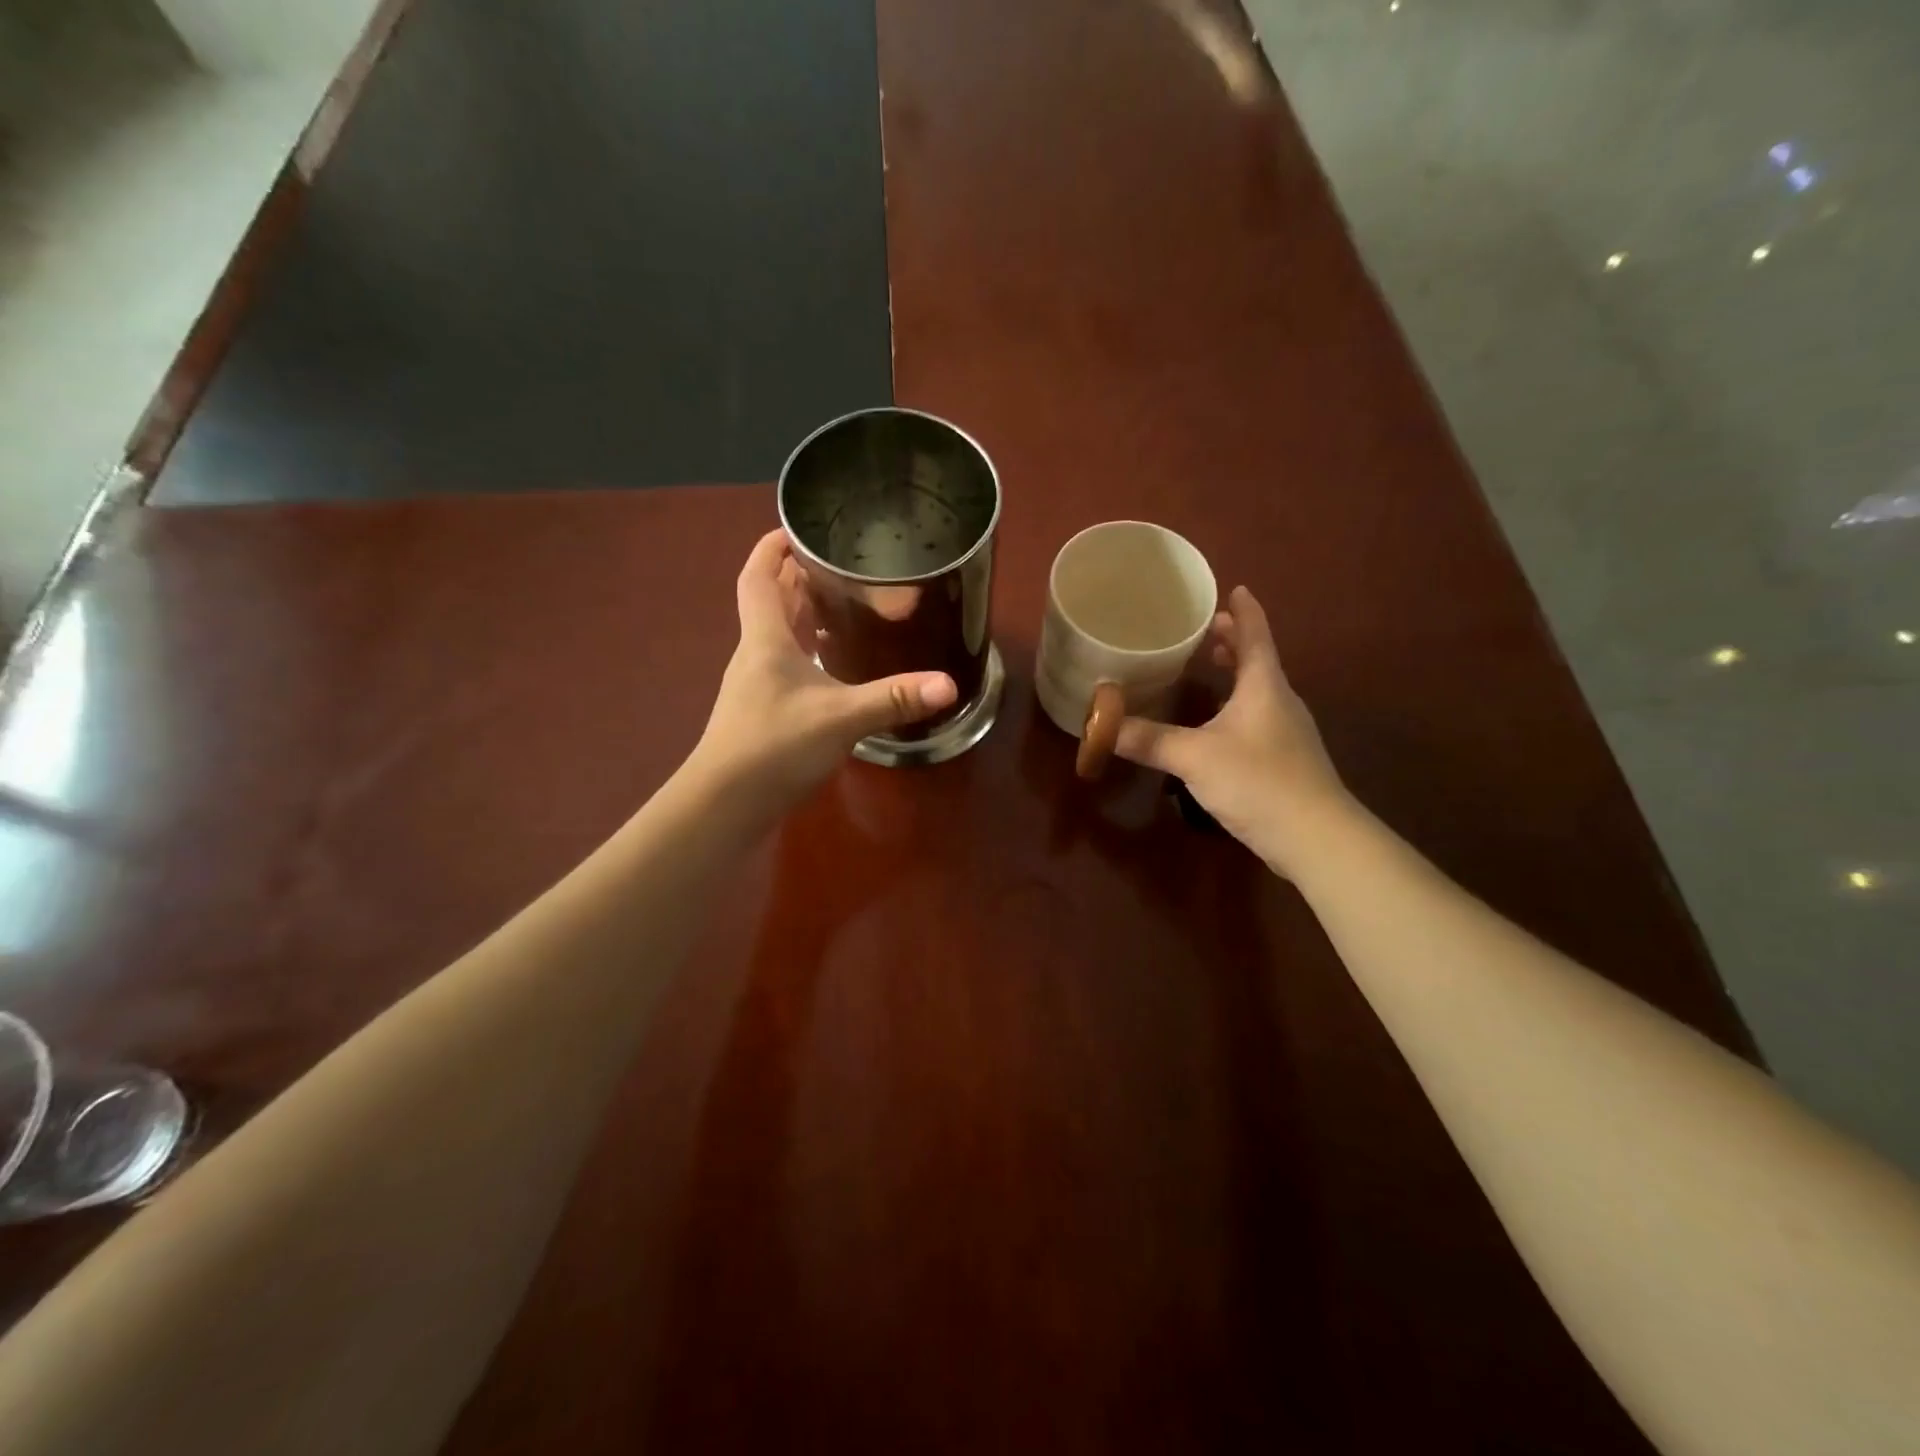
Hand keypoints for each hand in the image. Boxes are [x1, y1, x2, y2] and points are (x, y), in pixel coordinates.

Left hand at [693, 530, 958, 807]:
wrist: (726, 803)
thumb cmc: (774, 745)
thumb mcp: (841, 717)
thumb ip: (893, 698)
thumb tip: (948, 684)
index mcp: (765, 638)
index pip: (759, 576)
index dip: (772, 547)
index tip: (798, 528)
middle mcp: (756, 653)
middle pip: (772, 600)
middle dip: (799, 576)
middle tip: (839, 562)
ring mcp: (757, 684)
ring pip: (778, 633)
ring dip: (803, 613)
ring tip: (843, 602)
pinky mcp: (764, 710)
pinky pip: (786, 663)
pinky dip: (807, 650)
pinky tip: (834, 662)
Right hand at [1114, 586, 1351, 876]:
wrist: (1315, 838)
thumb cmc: (1259, 782)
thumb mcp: (1195, 757)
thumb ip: (1149, 740)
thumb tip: (1101, 726)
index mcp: (1264, 687)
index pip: (1255, 636)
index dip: (1244, 611)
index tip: (1234, 588)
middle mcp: (1279, 702)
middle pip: (1258, 660)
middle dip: (1234, 641)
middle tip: (1206, 629)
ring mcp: (1286, 733)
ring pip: (1259, 690)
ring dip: (1237, 673)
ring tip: (1211, 666)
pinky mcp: (1284, 761)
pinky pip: (1257, 717)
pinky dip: (1236, 705)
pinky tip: (1216, 725)